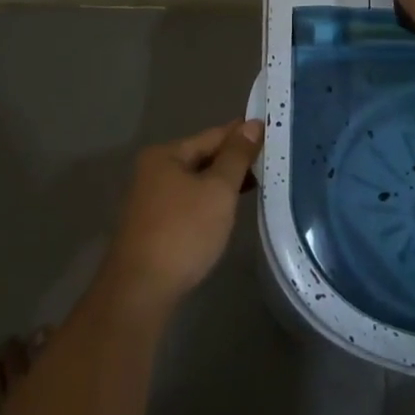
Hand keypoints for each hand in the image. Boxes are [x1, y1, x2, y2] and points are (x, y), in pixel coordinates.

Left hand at [100, 120, 263, 313]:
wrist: (142, 290)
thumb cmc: (183, 232)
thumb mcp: (217, 190)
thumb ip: (236, 156)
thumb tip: (252, 124)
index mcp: (166, 155)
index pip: (213, 135)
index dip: (243, 134)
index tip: (272, 132)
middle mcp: (154, 171)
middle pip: (203, 157)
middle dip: (235, 159)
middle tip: (273, 159)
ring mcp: (153, 199)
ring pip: (198, 181)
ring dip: (225, 182)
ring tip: (260, 182)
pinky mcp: (156, 225)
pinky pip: (191, 201)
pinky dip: (212, 201)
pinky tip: (231, 208)